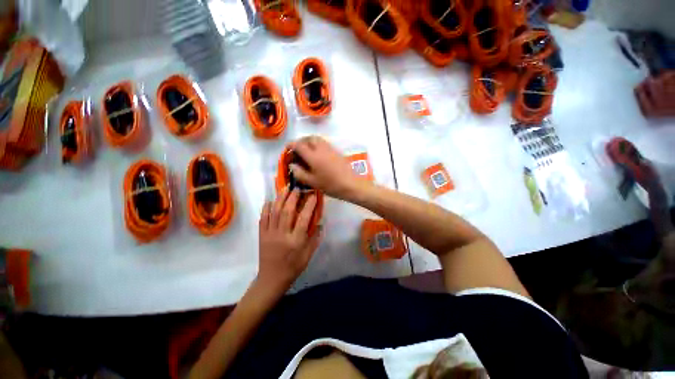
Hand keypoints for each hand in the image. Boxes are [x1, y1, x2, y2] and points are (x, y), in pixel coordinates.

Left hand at [257, 186, 320, 294]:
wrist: (272, 278)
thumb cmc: (294, 266)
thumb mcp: (308, 255)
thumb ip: (315, 238)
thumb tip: (320, 223)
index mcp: (296, 241)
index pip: (304, 218)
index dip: (309, 205)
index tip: (313, 195)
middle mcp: (282, 234)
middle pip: (287, 211)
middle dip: (293, 197)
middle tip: (297, 188)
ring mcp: (270, 234)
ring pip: (275, 212)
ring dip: (280, 198)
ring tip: (285, 188)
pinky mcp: (262, 235)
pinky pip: (263, 218)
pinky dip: (266, 208)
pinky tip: (270, 200)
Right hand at [288, 136, 367, 199]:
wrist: (351, 184)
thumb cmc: (330, 185)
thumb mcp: (312, 182)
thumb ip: (299, 173)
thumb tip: (292, 165)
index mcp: (313, 156)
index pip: (299, 145)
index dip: (291, 146)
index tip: (288, 150)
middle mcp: (321, 148)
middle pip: (308, 138)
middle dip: (301, 142)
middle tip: (297, 150)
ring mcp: (330, 148)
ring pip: (317, 139)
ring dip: (309, 142)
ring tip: (307, 152)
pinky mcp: (337, 151)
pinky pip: (324, 143)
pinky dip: (317, 145)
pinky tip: (318, 155)